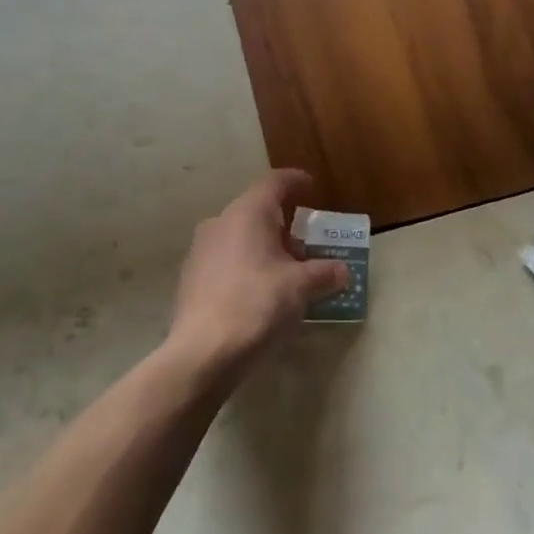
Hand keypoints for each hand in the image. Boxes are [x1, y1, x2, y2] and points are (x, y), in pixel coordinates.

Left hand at [166, 170, 349, 377]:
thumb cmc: (257, 304)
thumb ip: (324, 274)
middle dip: (283, 223)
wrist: (202, 352)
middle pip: (256, 210)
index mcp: (247, 212)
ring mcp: (201, 250)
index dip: (295, 181)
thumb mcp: (300, 288)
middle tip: (306, 243)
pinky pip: (225, 259)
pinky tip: (259, 291)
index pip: (274, 182)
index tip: (311, 186)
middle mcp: (220, 222)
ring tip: (286, 271)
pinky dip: (246, 265)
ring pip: (239, 236)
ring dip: (264, 246)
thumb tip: (342, 271)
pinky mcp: (191, 278)